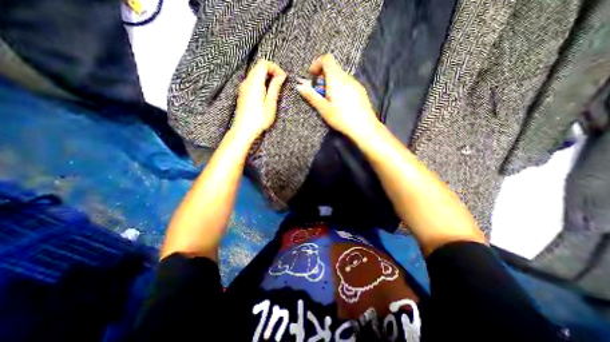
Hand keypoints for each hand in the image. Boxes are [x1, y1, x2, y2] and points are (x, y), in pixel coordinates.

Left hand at [232, 59, 286, 140]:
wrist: (244, 130)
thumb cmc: (258, 120)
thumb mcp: (270, 104)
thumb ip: (275, 88)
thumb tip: (280, 77)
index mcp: (254, 83)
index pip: (263, 63)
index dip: (275, 67)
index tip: (282, 77)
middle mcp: (246, 83)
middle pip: (259, 67)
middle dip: (271, 72)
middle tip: (280, 83)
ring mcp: (243, 88)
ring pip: (255, 74)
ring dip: (266, 78)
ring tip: (275, 90)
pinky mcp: (243, 94)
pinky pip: (252, 82)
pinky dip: (261, 83)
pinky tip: (266, 95)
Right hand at [298, 54, 379, 138]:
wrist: (364, 127)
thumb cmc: (342, 118)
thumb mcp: (323, 108)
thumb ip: (311, 96)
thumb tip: (299, 86)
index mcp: (336, 79)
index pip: (327, 59)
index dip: (317, 64)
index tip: (312, 76)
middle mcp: (347, 78)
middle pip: (333, 69)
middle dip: (322, 78)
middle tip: (318, 93)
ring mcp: (355, 84)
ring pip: (340, 77)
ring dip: (331, 84)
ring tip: (329, 100)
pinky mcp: (360, 91)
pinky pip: (347, 83)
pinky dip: (339, 88)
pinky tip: (339, 103)